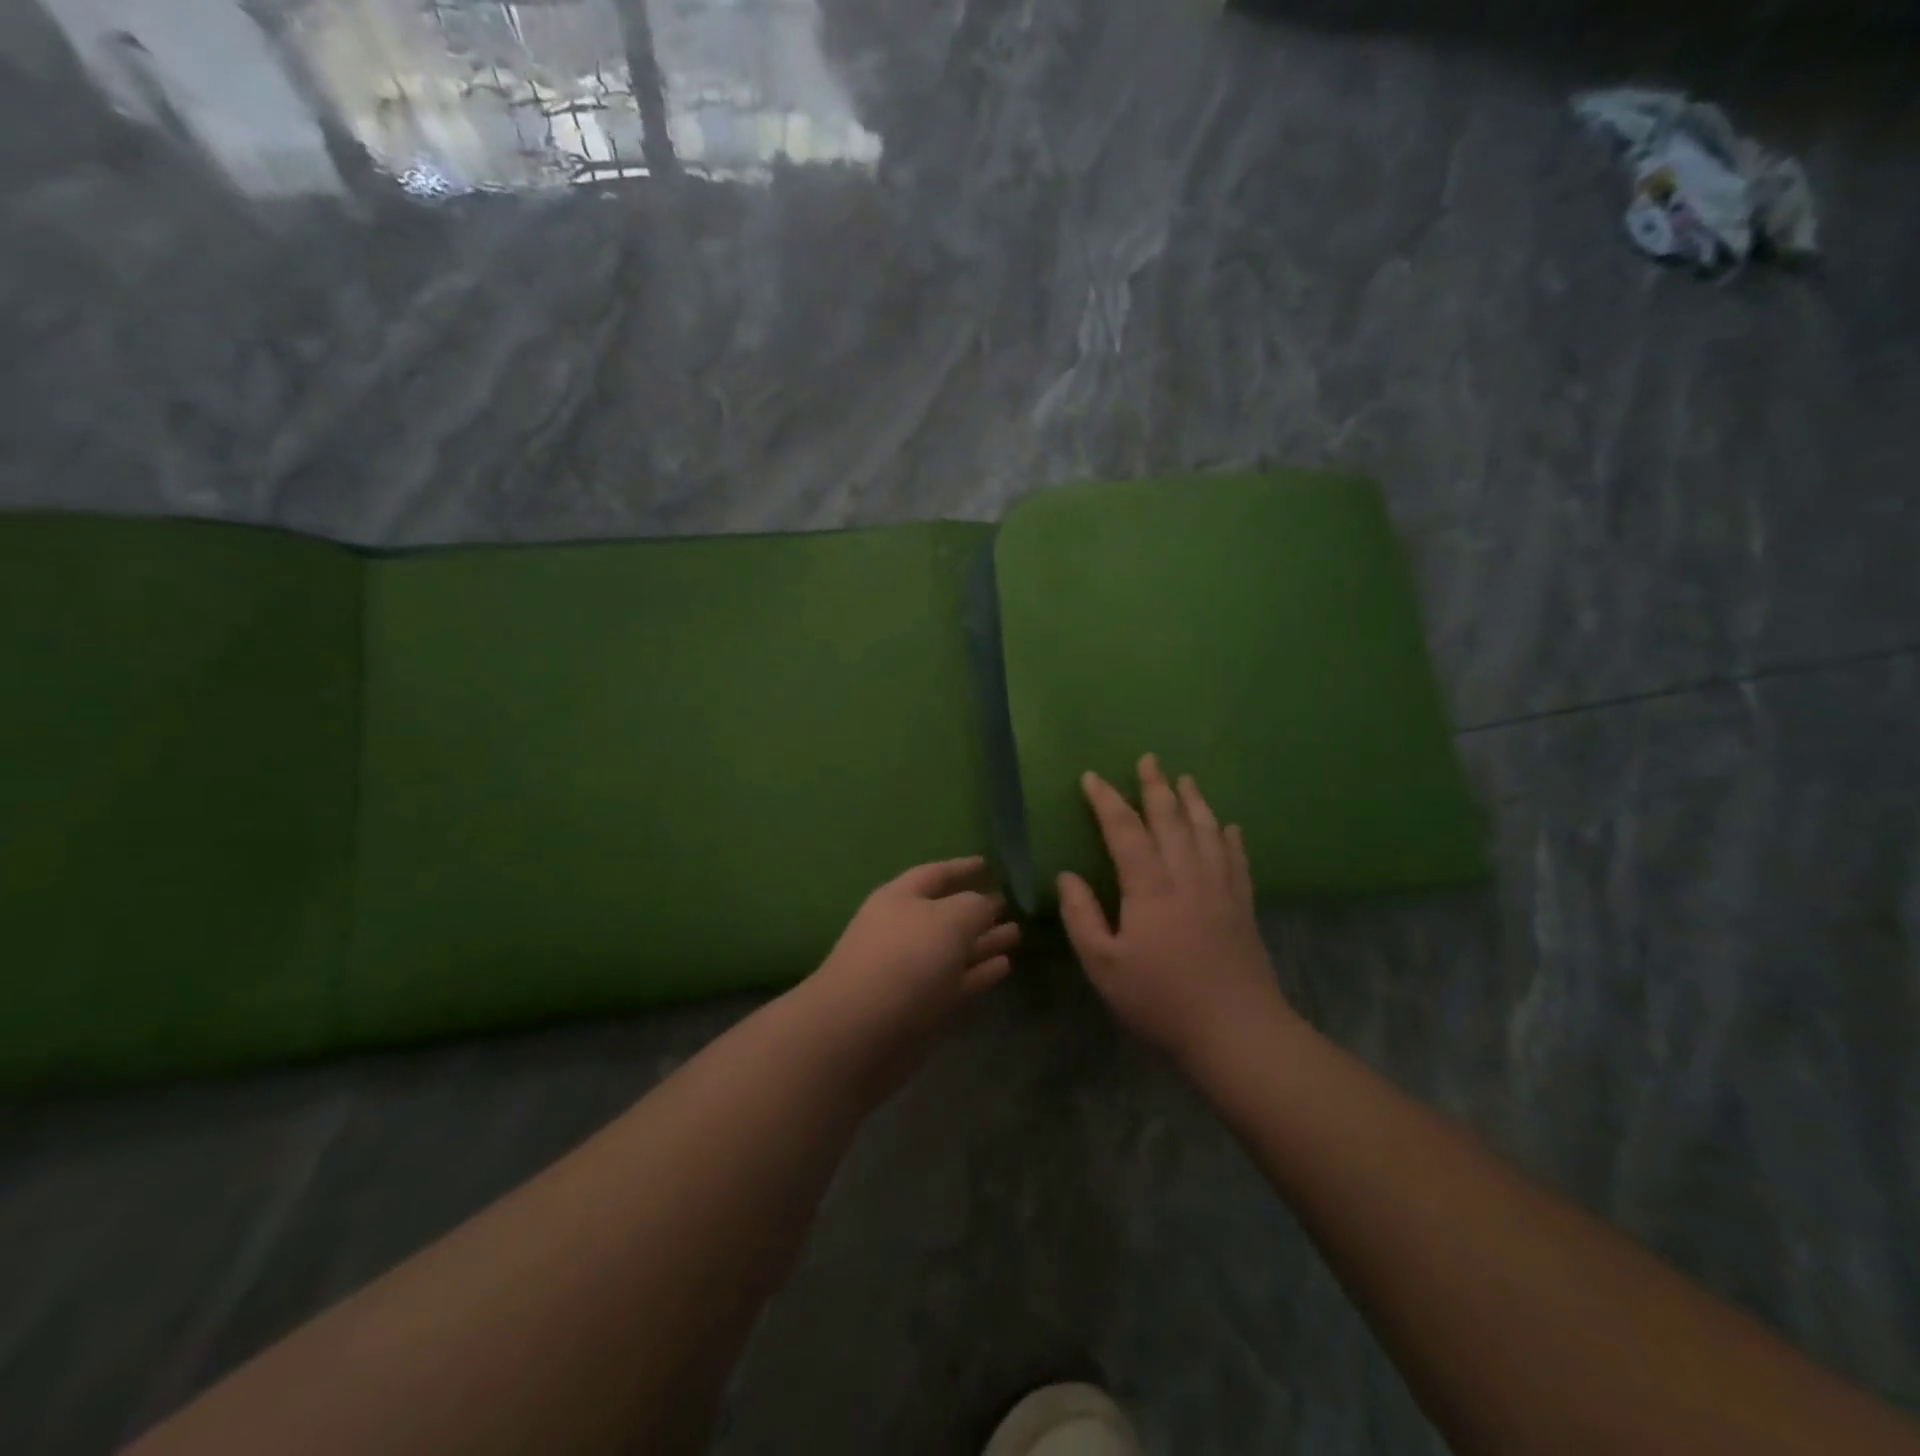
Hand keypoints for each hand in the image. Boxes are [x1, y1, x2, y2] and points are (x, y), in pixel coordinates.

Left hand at [807, 856, 1019, 1051]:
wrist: (860, 1032)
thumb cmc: (905, 959)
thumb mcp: (950, 919)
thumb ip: (975, 906)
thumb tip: (987, 904)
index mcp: (900, 898)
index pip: (935, 874)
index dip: (961, 867)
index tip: (988, 864)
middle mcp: (904, 930)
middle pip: (945, 914)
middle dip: (977, 910)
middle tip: (1010, 905)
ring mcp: (911, 971)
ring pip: (954, 950)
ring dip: (983, 942)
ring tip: (1016, 934)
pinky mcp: (921, 1007)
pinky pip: (957, 982)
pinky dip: (979, 973)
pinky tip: (1005, 965)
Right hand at [1058, 754, 1294, 1064]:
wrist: (1236, 1030)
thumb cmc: (1160, 999)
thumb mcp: (1104, 965)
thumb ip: (1081, 917)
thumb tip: (1067, 876)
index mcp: (1149, 886)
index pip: (1124, 830)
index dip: (1106, 801)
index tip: (1092, 777)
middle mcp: (1187, 875)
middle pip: (1170, 818)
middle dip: (1155, 786)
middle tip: (1148, 759)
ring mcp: (1220, 888)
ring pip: (1206, 830)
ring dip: (1194, 801)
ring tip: (1185, 779)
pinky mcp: (1243, 905)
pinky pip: (1236, 858)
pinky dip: (1230, 837)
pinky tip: (1228, 826)